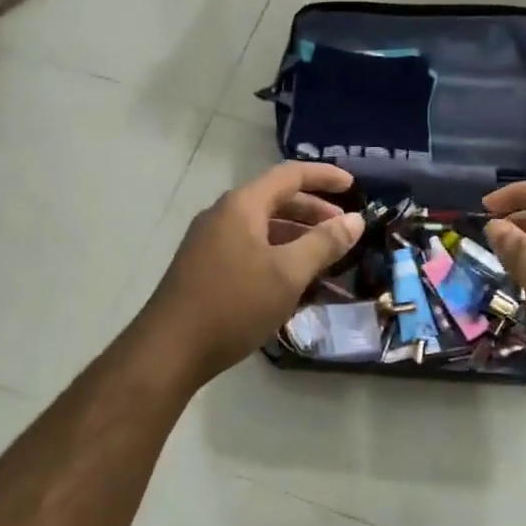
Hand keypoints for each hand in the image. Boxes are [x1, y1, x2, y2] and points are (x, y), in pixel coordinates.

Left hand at [142, 163, 364, 386]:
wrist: (170, 349)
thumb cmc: (233, 304)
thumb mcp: (288, 274)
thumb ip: (324, 243)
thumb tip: (355, 220)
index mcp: (242, 206)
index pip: (290, 175)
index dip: (324, 177)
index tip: (354, 187)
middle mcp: (223, 215)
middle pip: (276, 200)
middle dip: (313, 212)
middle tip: (343, 230)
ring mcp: (210, 242)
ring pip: (263, 228)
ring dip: (297, 237)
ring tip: (325, 259)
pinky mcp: (205, 267)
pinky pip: (250, 249)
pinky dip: (277, 255)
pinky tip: (292, 281)